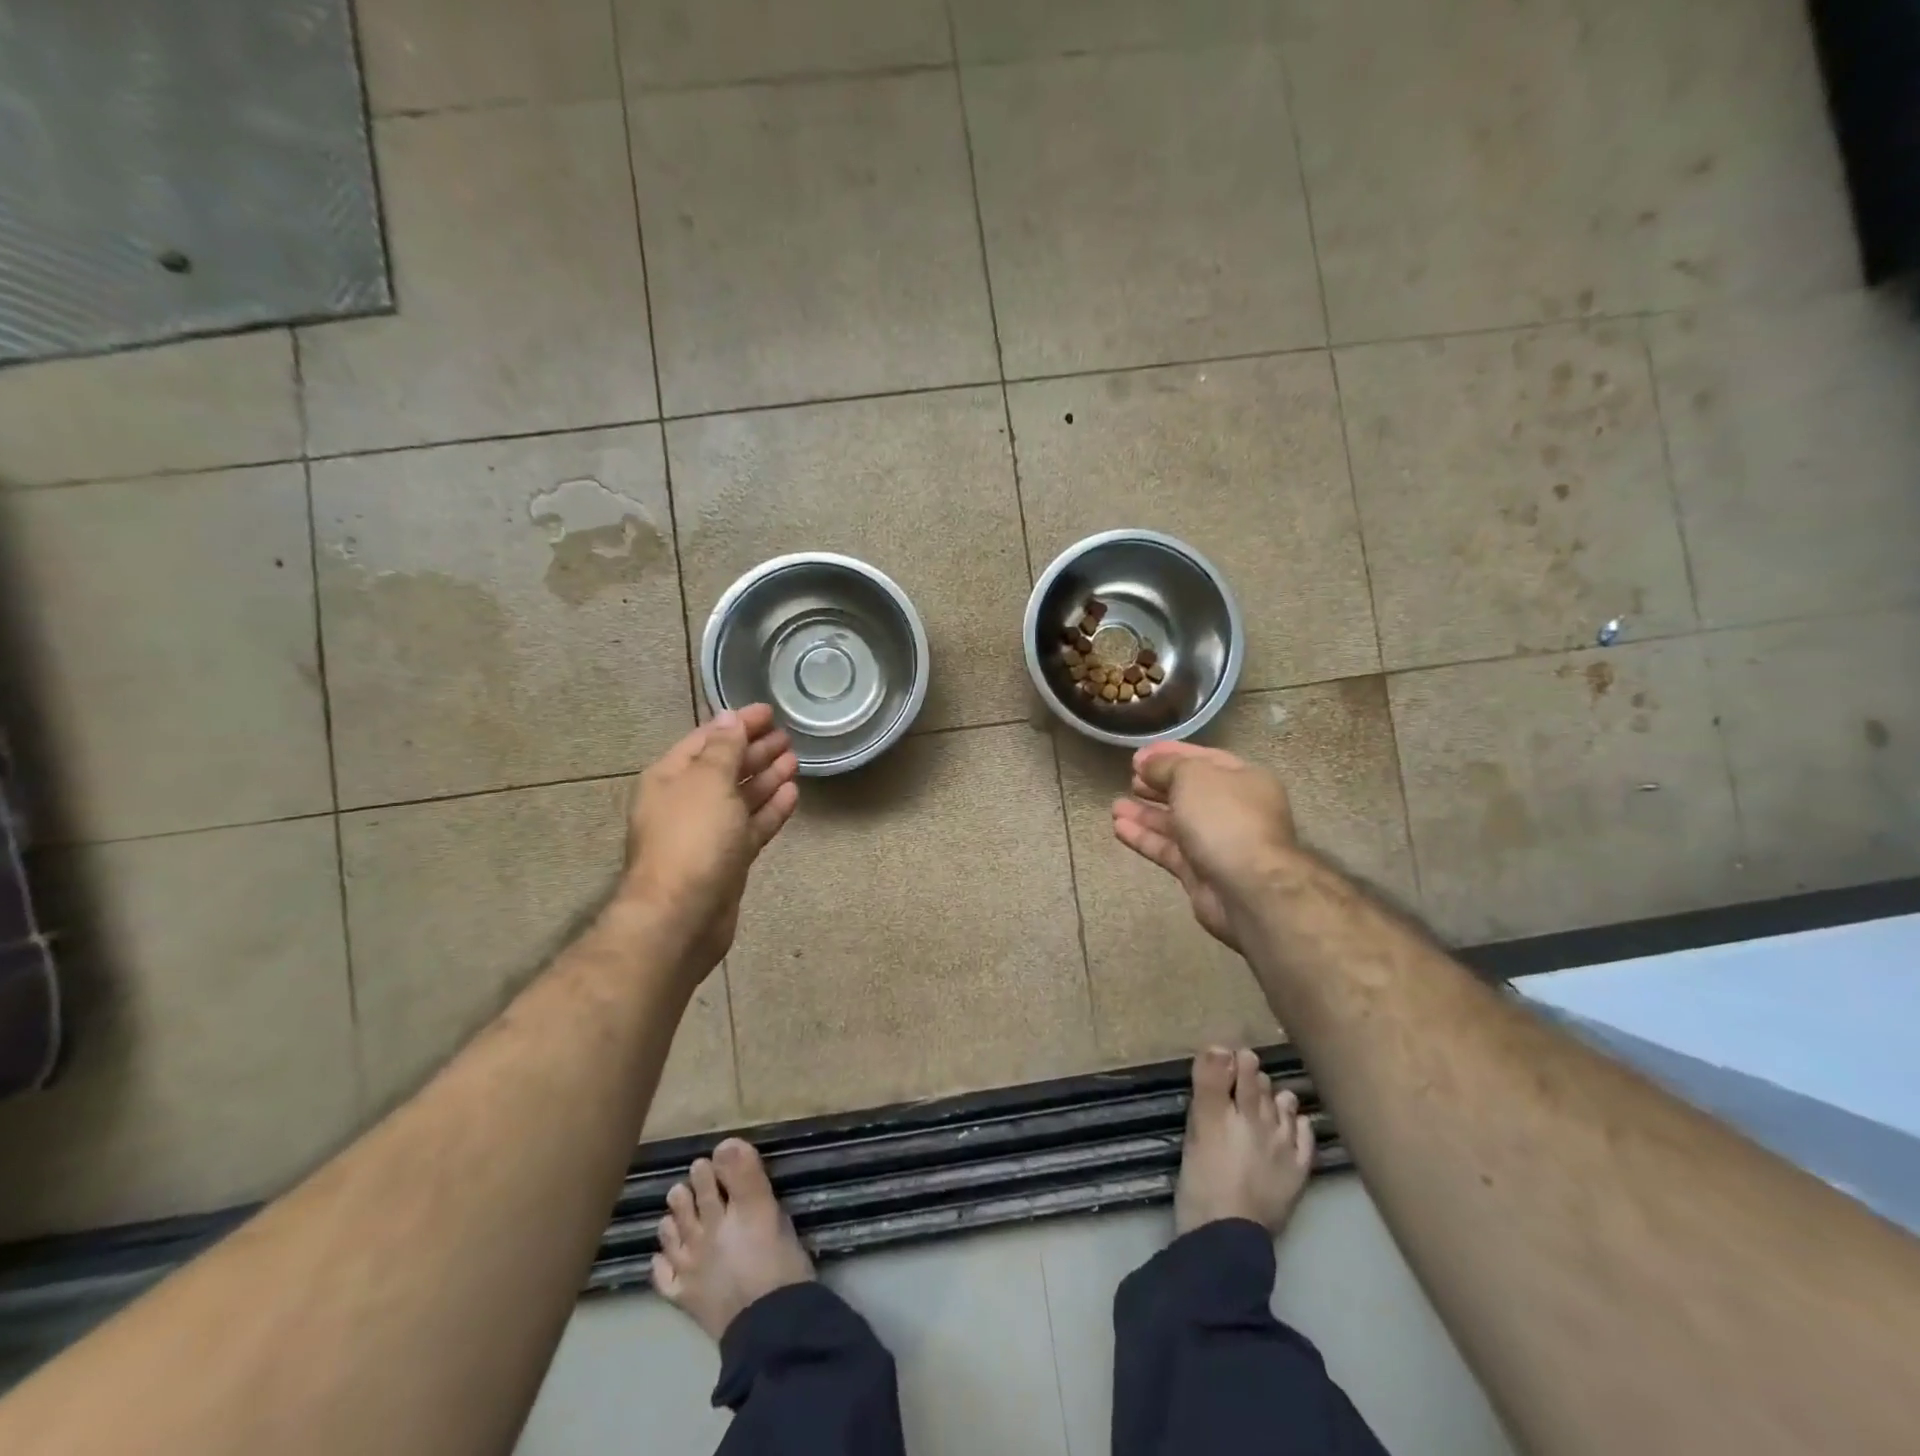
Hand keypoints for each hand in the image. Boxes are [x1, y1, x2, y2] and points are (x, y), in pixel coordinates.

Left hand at [622, 705, 799, 979]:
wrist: (682, 916)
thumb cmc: (692, 839)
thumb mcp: (708, 782)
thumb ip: (723, 748)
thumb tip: (729, 718)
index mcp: (671, 777)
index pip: (707, 739)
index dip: (738, 723)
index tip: (770, 711)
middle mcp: (687, 801)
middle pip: (725, 767)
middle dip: (754, 749)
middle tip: (787, 736)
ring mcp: (708, 833)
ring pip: (741, 797)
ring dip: (766, 777)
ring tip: (795, 759)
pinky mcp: (728, 859)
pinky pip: (752, 825)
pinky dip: (771, 809)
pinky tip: (792, 794)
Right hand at [1110, 741, 1296, 952]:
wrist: (1248, 888)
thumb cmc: (1224, 818)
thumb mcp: (1192, 776)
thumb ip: (1166, 765)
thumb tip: (1146, 763)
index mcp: (1244, 780)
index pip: (1204, 759)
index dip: (1170, 754)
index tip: (1138, 756)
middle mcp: (1234, 809)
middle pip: (1190, 792)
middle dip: (1157, 785)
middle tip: (1129, 779)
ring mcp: (1218, 843)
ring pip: (1176, 823)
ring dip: (1145, 813)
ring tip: (1115, 806)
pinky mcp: (1200, 872)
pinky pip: (1169, 849)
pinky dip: (1145, 838)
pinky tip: (1119, 829)